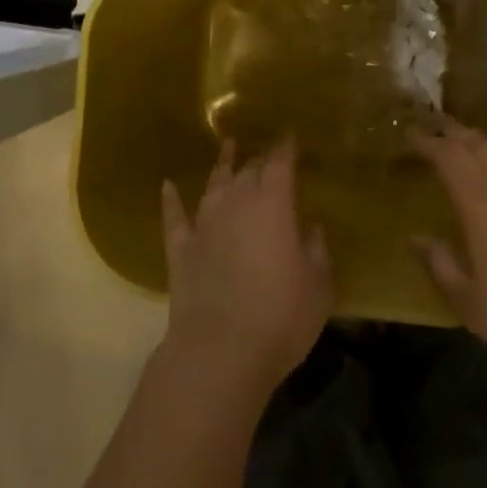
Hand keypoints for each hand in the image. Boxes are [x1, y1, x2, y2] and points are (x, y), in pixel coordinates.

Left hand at [160, 139, 331, 403]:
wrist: (220, 351)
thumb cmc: (281, 316)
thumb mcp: (318, 285)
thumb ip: (316, 249)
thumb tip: (310, 226)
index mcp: (273, 203)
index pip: (281, 163)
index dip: (287, 147)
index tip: (291, 136)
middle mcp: (236, 201)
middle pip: (249, 169)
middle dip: (261, 159)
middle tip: (269, 154)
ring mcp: (204, 222)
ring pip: (215, 183)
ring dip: (223, 165)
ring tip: (227, 147)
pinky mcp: (180, 247)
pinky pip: (174, 215)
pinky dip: (171, 199)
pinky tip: (168, 185)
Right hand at [414, 120, 486, 401]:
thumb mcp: (472, 307)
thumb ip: (441, 266)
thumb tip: (416, 238)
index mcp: (481, 204)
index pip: (449, 156)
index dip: (428, 142)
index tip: (411, 136)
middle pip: (478, 144)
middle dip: (454, 134)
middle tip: (437, 133)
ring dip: (485, 146)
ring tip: (471, 151)